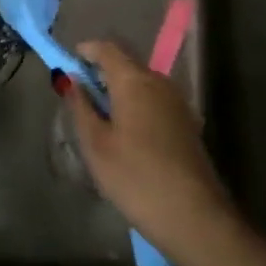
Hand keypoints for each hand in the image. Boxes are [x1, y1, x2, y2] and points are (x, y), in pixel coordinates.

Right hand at [62, 40, 235, 260]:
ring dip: (120, 90)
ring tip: (102, 117)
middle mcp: (159, 82)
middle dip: (102, 72)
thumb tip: (72, 80)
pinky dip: (137, 104)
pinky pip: (155, 100)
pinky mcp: (187, 123)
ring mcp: (178, 102)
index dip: (87, 50)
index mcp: (134, 80)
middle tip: (81, 95)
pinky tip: (128, 134)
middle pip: (126, 63)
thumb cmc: (136, 178)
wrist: (195, 218)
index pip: (107, 48)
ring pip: (142, 83)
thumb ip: (81, 107)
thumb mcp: (96, 145)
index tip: (70, 64)